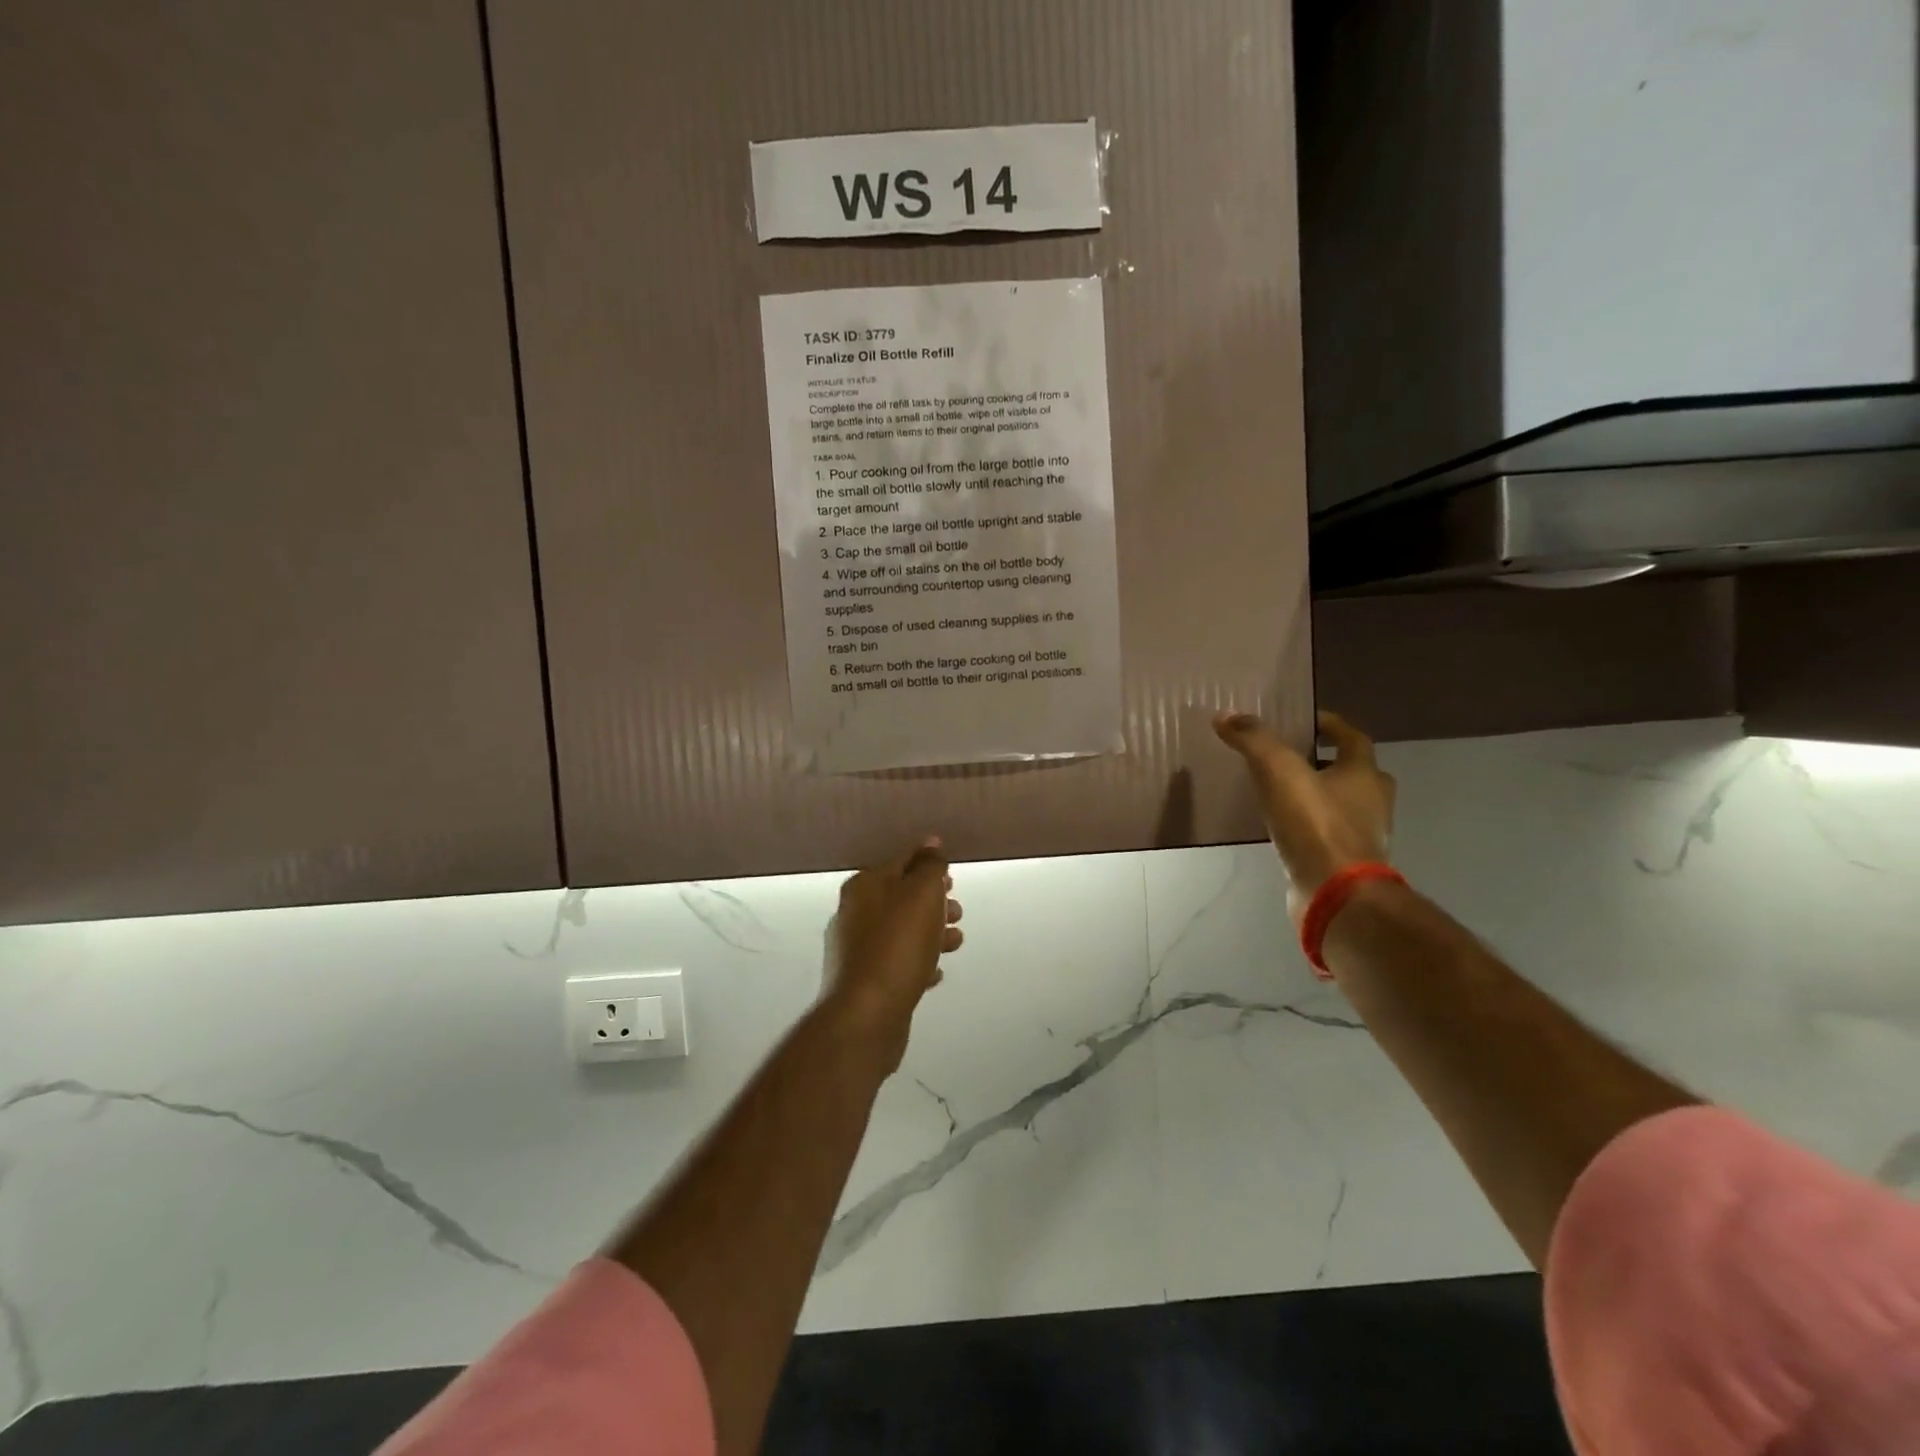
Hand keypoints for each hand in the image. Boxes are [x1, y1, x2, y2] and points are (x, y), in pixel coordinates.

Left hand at [822, 837, 962, 1063]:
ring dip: (930, 934)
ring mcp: (855, 951)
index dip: (928, 867)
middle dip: (933, 904)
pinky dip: (917, 963)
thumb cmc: (898, 945)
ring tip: (955, 944)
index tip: (953, 879)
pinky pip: (896, 964)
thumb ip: (929, 866)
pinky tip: (935, 973)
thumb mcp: (921, 894)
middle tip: (957, 913)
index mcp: (864, 887)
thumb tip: (931, 843)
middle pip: (900, 899)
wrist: (867, 1014)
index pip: (900, 863)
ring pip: (900, 932)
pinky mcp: (863, 984)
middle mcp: (853, 914)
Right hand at [1214, 709, 1394, 923]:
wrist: (1336, 895)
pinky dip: (1309, 828)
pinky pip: (1327, 836)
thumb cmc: (1315, 826)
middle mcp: (1372, 803)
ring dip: (1319, 796)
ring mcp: (1362, 837)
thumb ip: (1254, 740)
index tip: (1304, 720)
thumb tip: (1226, 715)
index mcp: (1364, 774)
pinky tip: (1282, 829)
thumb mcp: (1278, 771)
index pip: (1353, 738)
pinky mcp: (1345, 865)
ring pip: (1344, 806)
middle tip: (1293, 757)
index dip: (1330, 725)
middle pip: (1355, 773)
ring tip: (1281, 793)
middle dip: (1329, 763)